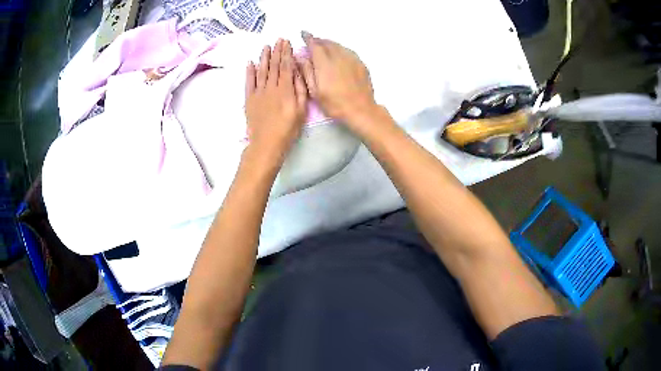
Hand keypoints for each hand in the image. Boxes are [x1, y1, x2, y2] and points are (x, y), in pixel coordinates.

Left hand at [245, 39, 307, 156]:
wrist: (266, 143)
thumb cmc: (288, 129)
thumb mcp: (301, 110)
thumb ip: (300, 89)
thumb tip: (298, 72)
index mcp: (285, 89)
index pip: (286, 66)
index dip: (287, 53)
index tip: (287, 42)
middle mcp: (271, 87)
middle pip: (274, 65)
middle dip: (277, 51)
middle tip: (278, 39)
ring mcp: (258, 92)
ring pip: (261, 70)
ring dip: (264, 57)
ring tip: (266, 46)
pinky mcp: (249, 99)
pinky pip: (249, 82)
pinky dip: (249, 72)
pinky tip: (250, 62)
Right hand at [299, 32, 376, 123]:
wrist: (360, 109)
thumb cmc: (334, 103)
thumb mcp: (314, 91)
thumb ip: (306, 72)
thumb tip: (301, 58)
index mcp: (324, 62)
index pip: (314, 44)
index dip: (308, 38)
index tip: (304, 34)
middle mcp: (338, 56)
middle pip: (327, 43)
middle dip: (319, 40)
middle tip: (313, 41)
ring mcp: (351, 59)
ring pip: (338, 46)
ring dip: (330, 44)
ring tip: (325, 46)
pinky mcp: (360, 64)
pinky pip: (348, 51)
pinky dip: (340, 49)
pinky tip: (339, 54)